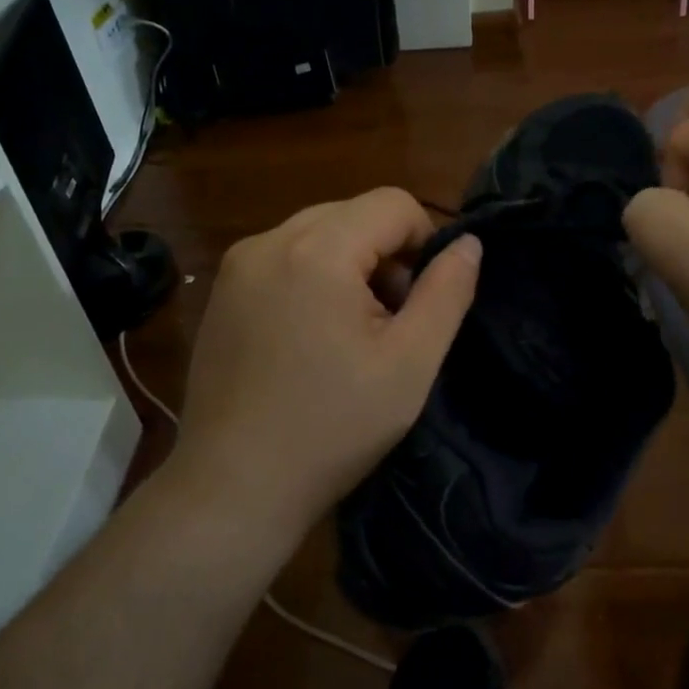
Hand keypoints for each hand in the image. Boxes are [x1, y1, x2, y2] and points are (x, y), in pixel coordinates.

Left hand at [173, 188, 481, 543]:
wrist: (234, 486)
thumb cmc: (332, 427)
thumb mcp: (410, 364)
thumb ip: (447, 292)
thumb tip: (467, 243)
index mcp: (317, 250)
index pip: (393, 203)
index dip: (424, 240)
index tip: (422, 299)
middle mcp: (268, 241)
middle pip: (353, 213)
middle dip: (385, 254)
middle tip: (389, 321)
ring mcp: (237, 265)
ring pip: (318, 232)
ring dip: (350, 265)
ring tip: (351, 332)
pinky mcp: (221, 290)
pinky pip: (284, 257)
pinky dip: (312, 277)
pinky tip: (311, 336)